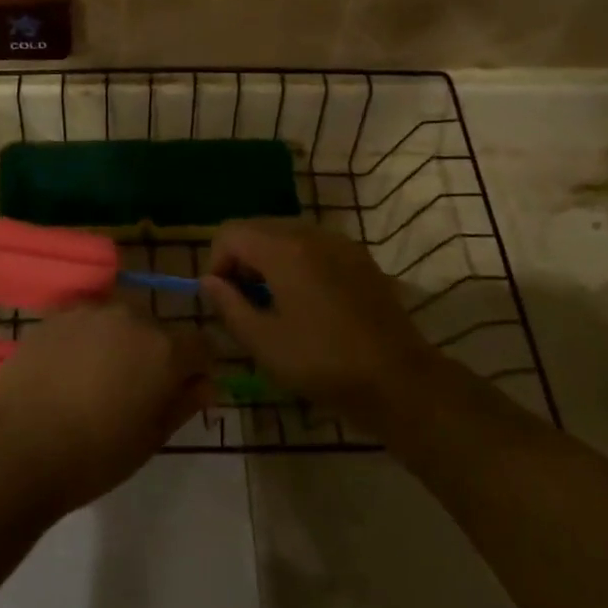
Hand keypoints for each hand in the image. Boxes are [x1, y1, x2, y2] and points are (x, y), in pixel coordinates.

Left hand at [0, 302, 210, 513]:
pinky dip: (87, 339)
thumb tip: (207, 384)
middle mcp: (132, 317)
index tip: (183, 392)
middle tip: (135, 391)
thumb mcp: (151, 438)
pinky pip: (86, 322)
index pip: (200, 345)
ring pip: (120, 321)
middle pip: (158, 329)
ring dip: (120, 342)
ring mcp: (91, 311)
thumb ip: (184, 403)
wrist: (20, 447)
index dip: (197, 368)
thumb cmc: (95, 454)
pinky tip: (68, 370)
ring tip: (98, 380)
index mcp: (164, 348)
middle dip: (155, 353)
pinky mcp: (57, 314)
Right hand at [201, 220, 430, 428]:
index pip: (229, 232)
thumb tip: (209, 282)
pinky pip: (313, 245)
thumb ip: (228, 305)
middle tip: (247, 303)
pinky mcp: (358, 257)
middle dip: (242, 259)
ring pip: (285, 234)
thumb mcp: (263, 342)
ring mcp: (338, 241)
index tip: (225, 299)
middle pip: (256, 227)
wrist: (399, 380)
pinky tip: (308, 301)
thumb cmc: (323, 363)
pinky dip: (297, 262)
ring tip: (276, 304)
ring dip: (269, 260)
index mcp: (283, 248)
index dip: (217, 263)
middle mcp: (310, 232)